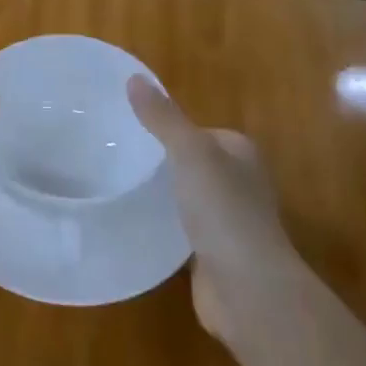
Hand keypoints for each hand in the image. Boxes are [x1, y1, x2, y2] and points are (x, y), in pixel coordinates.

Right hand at [128, 76, 306, 348]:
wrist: (247, 289)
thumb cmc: (223, 210)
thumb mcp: (189, 152)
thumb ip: (162, 117)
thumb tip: (134, 77)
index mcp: (241, 153)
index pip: (201, 131)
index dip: (170, 128)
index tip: (130, 129)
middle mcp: (240, 184)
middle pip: (194, 164)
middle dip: (162, 161)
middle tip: (117, 157)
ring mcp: (228, 222)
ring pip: (188, 197)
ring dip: (163, 194)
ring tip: (119, 185)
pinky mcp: (213, 254)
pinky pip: (182, 230)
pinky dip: (163, 226)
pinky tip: (135, 223)